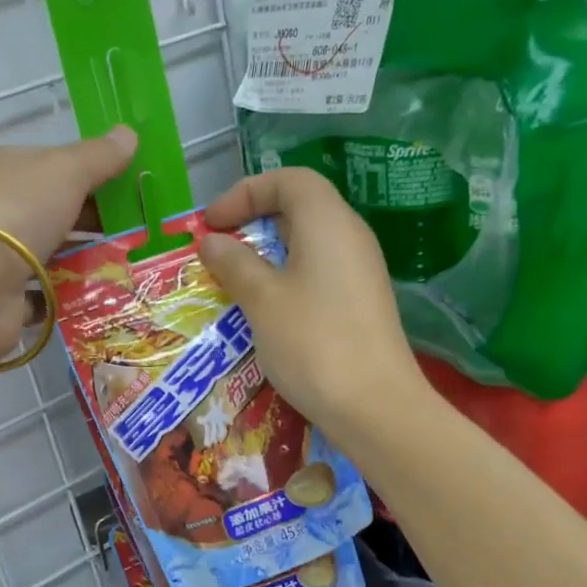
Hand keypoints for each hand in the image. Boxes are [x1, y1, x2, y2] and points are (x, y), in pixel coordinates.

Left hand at [0, 126, 136, 359]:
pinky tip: (98, 296)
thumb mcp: (66, 171)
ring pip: (48, 252)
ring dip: (82, 259)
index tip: (127, 191)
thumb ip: (99, 156)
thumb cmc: (17, 211)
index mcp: (0, 167)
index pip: (50, 166)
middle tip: (136, 232)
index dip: (90, 175)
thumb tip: (129, 133)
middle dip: (92, 221)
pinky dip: (66, 295)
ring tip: (126, 266)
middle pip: (51, 210)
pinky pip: (41, 293)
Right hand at [199, 168, 426, 444]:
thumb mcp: (262, 299)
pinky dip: (286, 275)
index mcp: (328, 222)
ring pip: (307, 242)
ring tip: (233, 279)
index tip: (212, 223)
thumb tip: (212, 241)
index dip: (245, 192)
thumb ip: (234, 262)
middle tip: (218, 249)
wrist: (375, 406)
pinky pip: (318, 270)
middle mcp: (350, 236)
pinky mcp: (361, 301)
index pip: (288, 180)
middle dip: (253, 220)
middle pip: (299, 206)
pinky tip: (266, 307)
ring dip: (266, 252)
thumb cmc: (312, 342)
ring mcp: (360, 270)